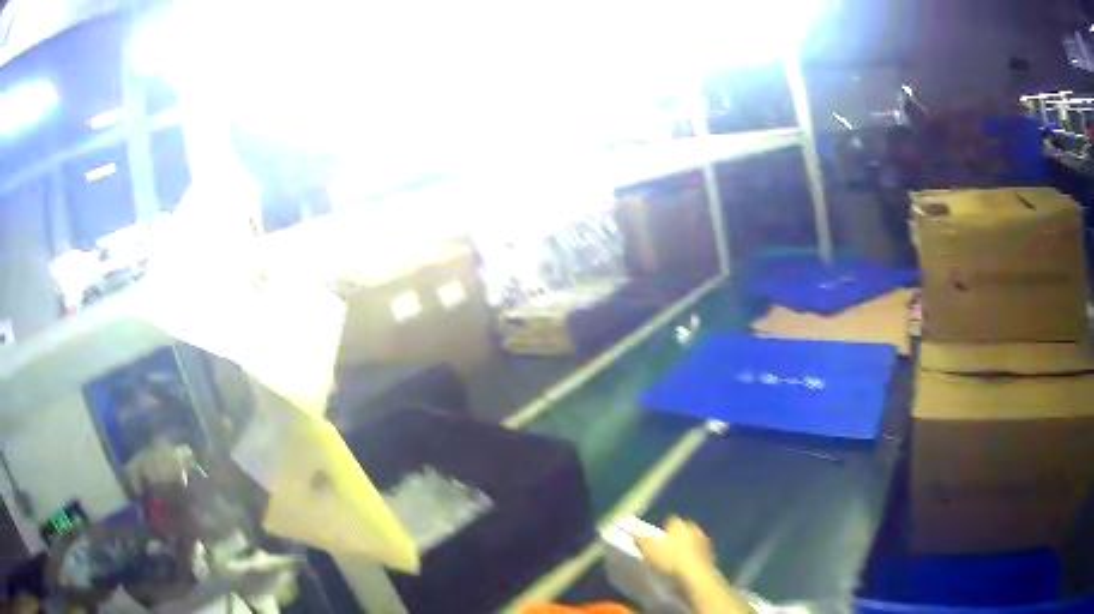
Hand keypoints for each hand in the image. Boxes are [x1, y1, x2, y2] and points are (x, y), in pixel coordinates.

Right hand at [634, 516, 715, 579]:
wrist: (695, 574)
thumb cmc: (670, 560)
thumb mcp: (649, 551)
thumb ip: (641, 541)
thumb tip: (634, 533)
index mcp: (679, 525)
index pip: (671, 520)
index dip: (665, 528)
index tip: (659, 536)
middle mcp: (693, 529)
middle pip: (685, 529)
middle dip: (679, 535)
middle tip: (669, 546)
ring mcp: (704, 541)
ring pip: (694, 540)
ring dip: (689, 546)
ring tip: (678, 557)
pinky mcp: (711, 554)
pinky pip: (700, 552)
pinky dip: (695, 556)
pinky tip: (688, 565)